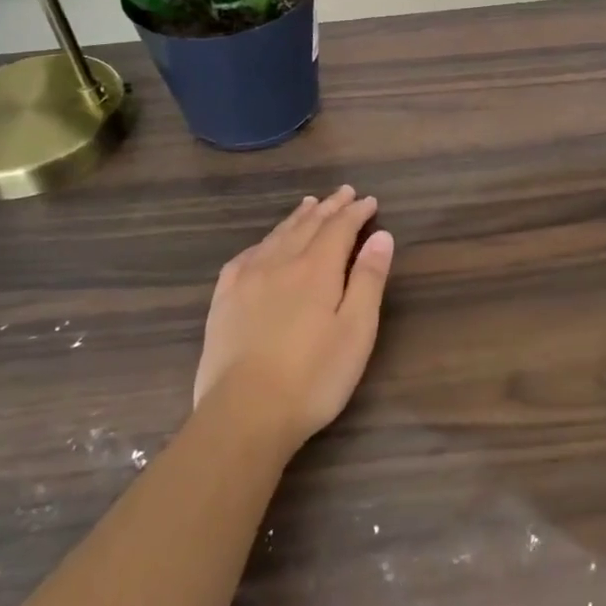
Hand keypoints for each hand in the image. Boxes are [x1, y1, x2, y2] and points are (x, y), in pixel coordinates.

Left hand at [194, 187, 393, 450]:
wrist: (244, 414)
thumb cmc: (313, 376)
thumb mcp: (356, 330)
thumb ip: (368, 279)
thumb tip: (382, 235)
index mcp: (316, 269)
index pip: (340, 228)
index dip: (356, 212)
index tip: (370, 201)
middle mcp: (280, 263)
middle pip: (308, 225)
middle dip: (329, 207)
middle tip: (344, 192)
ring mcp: (247, 280)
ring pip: (277, 236)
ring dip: (297, 218)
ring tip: (309, 204)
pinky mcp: (224, 301)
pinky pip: (246, 257)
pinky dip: (263, 242)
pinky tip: (264, 244)